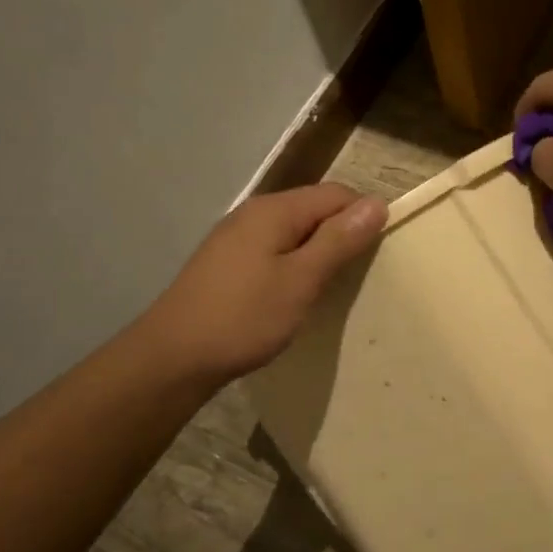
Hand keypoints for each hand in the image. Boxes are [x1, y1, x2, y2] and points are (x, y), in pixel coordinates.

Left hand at [150, 183, 386, 385]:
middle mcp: (254, 213)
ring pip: (294, 231)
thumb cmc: (244, 317)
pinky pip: (274, 249)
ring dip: (317, 252)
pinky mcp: (227, 262)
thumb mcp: (301, 280)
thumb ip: (339, 240)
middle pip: (314, 208)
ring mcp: (236, 237)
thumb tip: (377, 203)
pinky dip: (293, 264)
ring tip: (330, 287)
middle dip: (341, 234)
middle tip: (357, 275)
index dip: (363, 216)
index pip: (336, 193)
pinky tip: (294, 293)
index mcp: (274, 210)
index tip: (378, 254)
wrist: (174, 357)